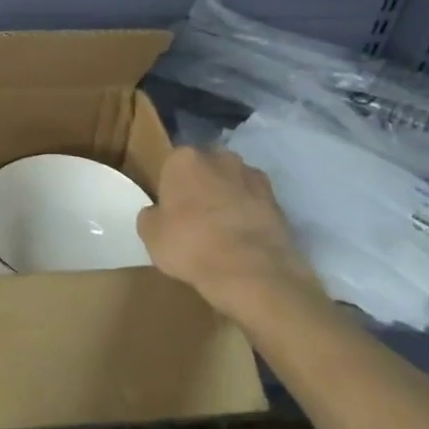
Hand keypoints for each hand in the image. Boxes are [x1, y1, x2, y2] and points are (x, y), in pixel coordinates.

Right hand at [137, 146, 327, 320]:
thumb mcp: (151, 235)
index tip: (170, 207)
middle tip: (195, 214)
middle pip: (205, 167)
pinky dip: (250, 213)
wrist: (251, 271)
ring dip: (228, 196)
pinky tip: (244, 238)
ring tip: (223, 228)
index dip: (170, 186)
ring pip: (233, 182)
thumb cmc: (191, 245)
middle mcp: (219, 157)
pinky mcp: (278, 199)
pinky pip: (255, 202)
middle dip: (201, 184)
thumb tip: (157, 213)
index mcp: (184, 159)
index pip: (171, 164)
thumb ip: (151, 216)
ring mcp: (252, 176)